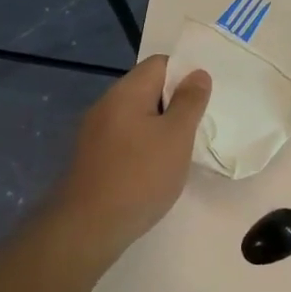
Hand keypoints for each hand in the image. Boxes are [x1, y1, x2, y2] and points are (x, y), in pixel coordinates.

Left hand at [52, 55, 210, 250]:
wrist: (88, 227)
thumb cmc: (140, 176)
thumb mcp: (177, 137)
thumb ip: (190, 102)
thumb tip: (197, 73)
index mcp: (126, 92)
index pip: (160, 64)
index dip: (185, 75)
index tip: (202, 101)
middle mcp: (106, 104)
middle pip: (147, 88)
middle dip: (174, 103)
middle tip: (196, 127)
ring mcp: (95, 131)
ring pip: (137, 115)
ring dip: (160, 126)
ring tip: (179, 150)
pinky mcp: (92, 156)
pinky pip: (125, 137)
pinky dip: (143, 144)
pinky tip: (155, 168)